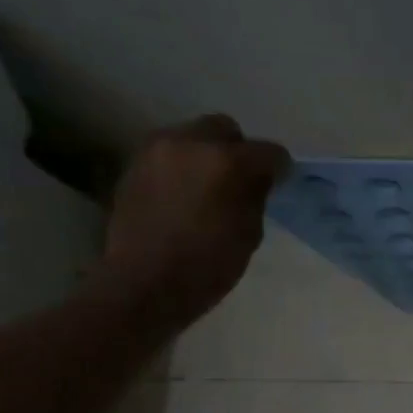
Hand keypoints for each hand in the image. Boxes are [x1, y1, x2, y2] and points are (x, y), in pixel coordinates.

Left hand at [97, 114, 290, 330]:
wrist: (144, 284)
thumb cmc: (209, 264)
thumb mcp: (250, 232)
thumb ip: (255, 195)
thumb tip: (257, 179)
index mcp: (227, 161)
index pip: (268, 151)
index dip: (278, 168)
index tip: (279, 183)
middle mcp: (189, 143)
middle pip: (224, 128)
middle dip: (237, 149)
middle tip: (241, 179)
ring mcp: (155, 151)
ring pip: (191, 136)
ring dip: (205, 154)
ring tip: (209, 186)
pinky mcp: (133, 166)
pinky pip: (168, 154)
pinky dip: (181, 167)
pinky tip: (183, 195)